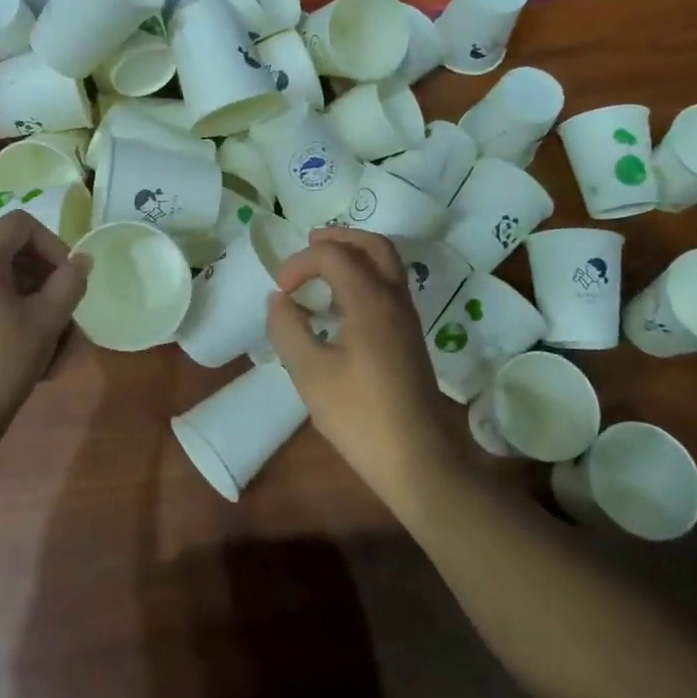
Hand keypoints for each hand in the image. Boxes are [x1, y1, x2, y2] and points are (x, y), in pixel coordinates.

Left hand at [0, 212, 88, 439]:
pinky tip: (22, 347)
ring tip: (49, 335)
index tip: (68, 278)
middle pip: (8, 250)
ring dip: (28, 297)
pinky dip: (5, 310)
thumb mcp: (45, 321)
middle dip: (43, 274)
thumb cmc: (1, 363)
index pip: (21, 224)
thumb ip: (69, 283)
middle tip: (63, 308)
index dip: (53, 244)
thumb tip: (82, 260)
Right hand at [266, 228, 468, 499]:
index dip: (300, 263)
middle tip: (308, 244)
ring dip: (353, 255)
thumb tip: (279, 299)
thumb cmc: (359, 415)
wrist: (417, 459)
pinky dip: (363, 277)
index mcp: (370, 300)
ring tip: (321, 267)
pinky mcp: (409, 337)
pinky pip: (388, 287)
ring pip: (386, 264)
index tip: (281, 290)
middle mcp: (394, 299)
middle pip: (373, 245)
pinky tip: (340, 303)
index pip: (333, 255)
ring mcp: (406, 318)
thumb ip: (288, 328)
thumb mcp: (309, 373)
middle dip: (338, 238)